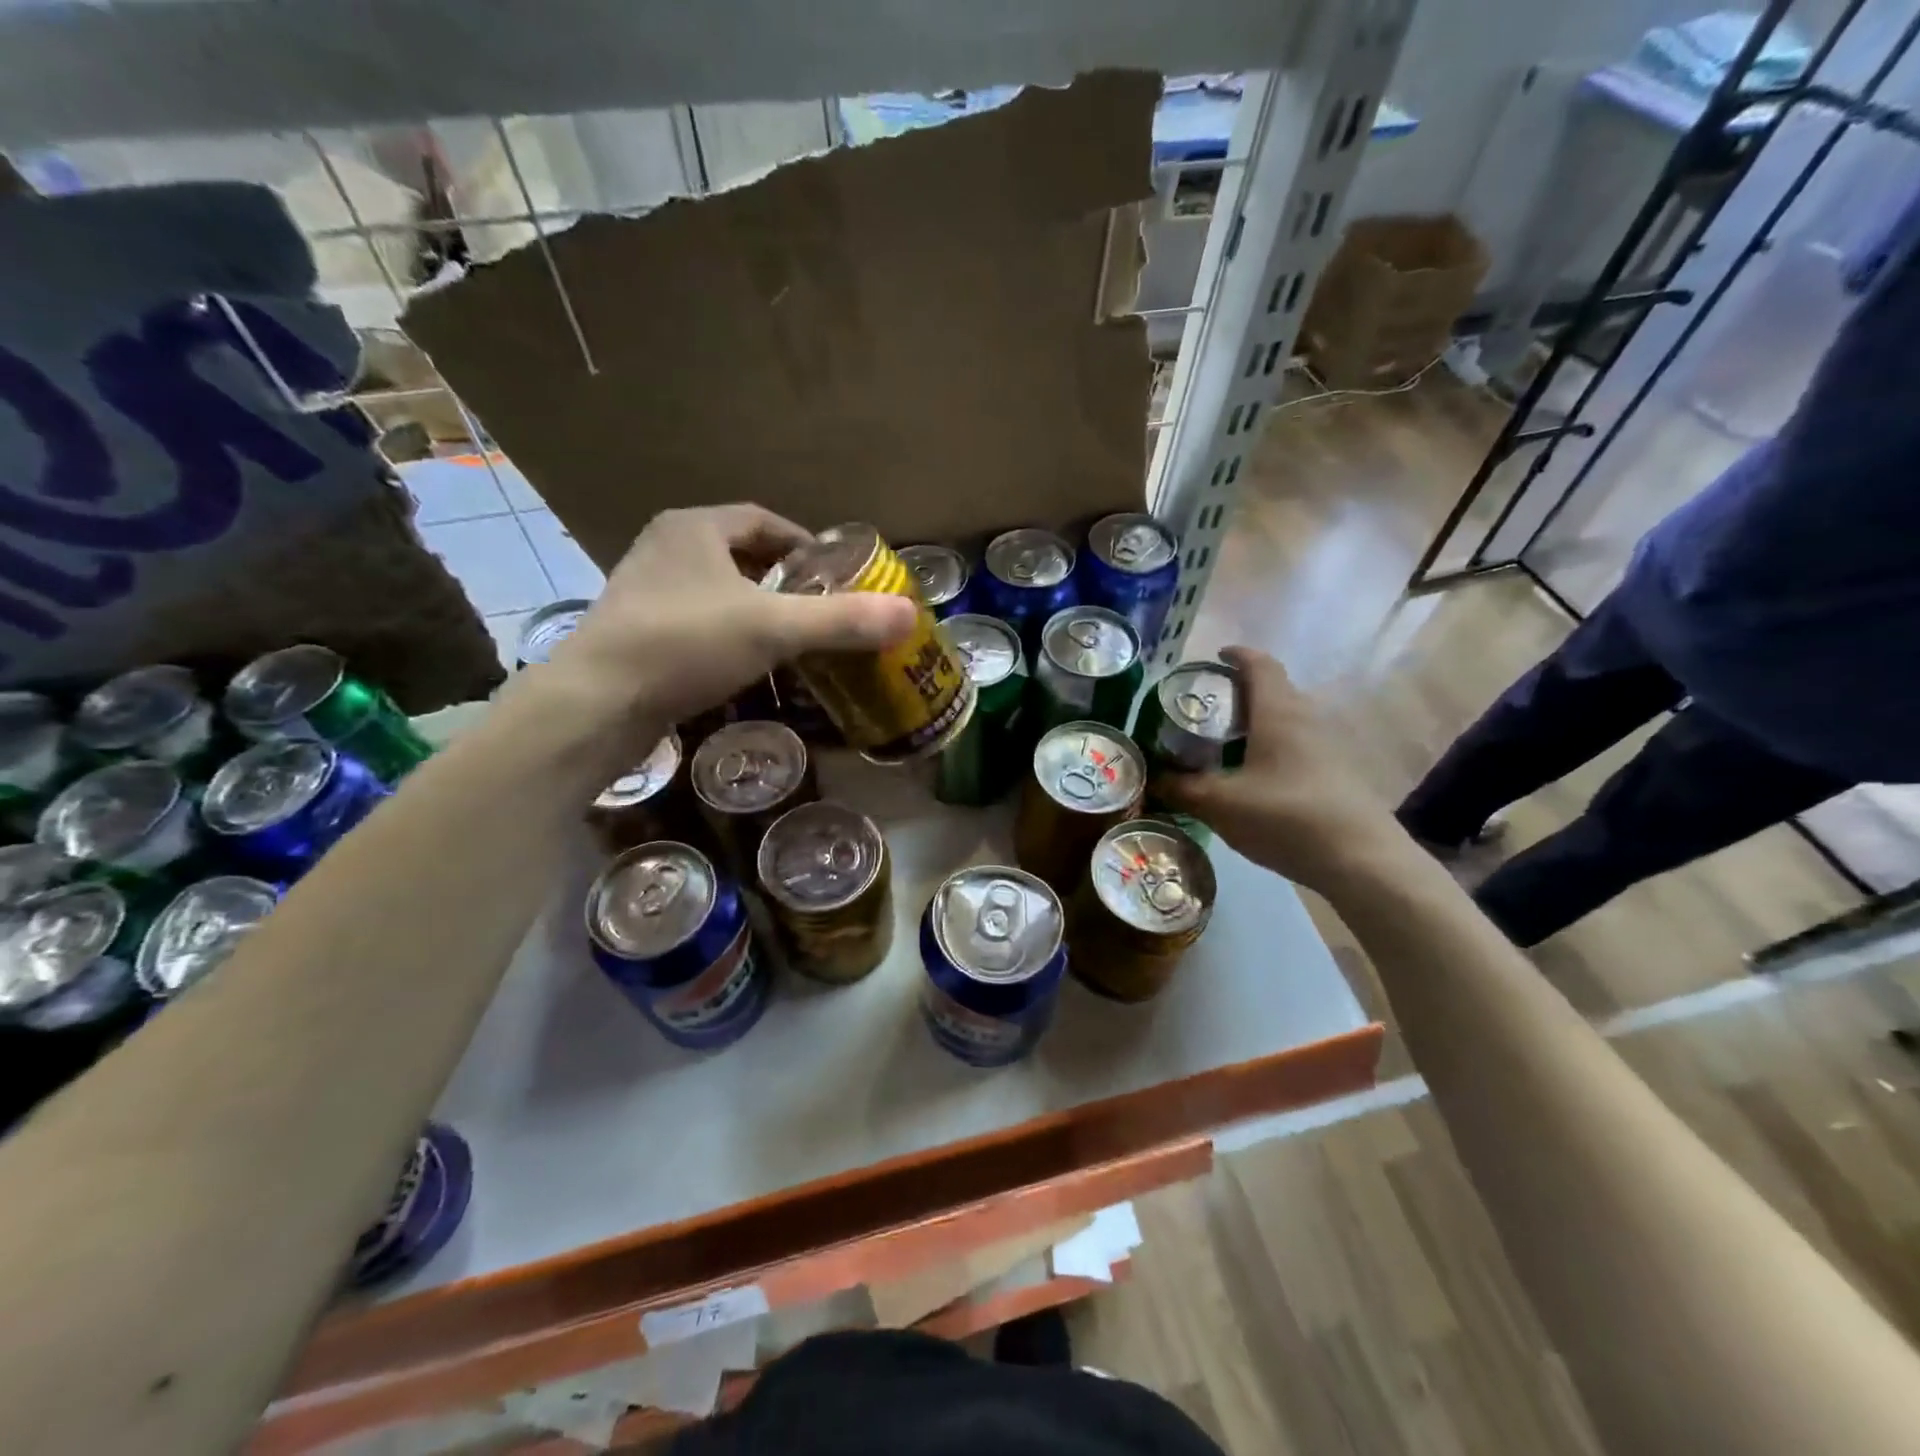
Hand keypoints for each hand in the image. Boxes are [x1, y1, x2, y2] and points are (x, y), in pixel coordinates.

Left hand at [542, 504, 915, 731]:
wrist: (596, 703)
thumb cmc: (685, 645)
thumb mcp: (773, 628)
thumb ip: (841, 620)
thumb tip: (909, 615)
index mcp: (695, 528)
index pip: (762, 521)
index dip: (803, 543)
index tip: (835, 572)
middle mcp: (665, 549)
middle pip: (740, 555)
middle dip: (783, 579)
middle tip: (820, 608)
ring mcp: (645, 591)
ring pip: (716, 591)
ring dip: (755, 609)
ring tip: (792, 639)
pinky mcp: (636, 633)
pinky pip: (697, 622)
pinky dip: (728, 636)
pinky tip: (747, 667)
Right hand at [1156, 646, 1406, 891]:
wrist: (1361, 860)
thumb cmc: (1286, 817)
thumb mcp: (1220, 804)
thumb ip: (1181, 788)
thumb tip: (1151, 777)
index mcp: (1278, 712)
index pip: (1259, 665)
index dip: (1237, 655)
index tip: (1214, 657)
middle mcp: (1307, 719)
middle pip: (1274, 691)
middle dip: (1239, 693)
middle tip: (1206, 710)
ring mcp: (1328, 747)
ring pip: (1287, 721)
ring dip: (1257, 724)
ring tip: (1224, 745)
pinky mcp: (1338, 774)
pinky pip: (1298, 746)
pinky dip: (1272, 749)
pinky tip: (1254, 779)